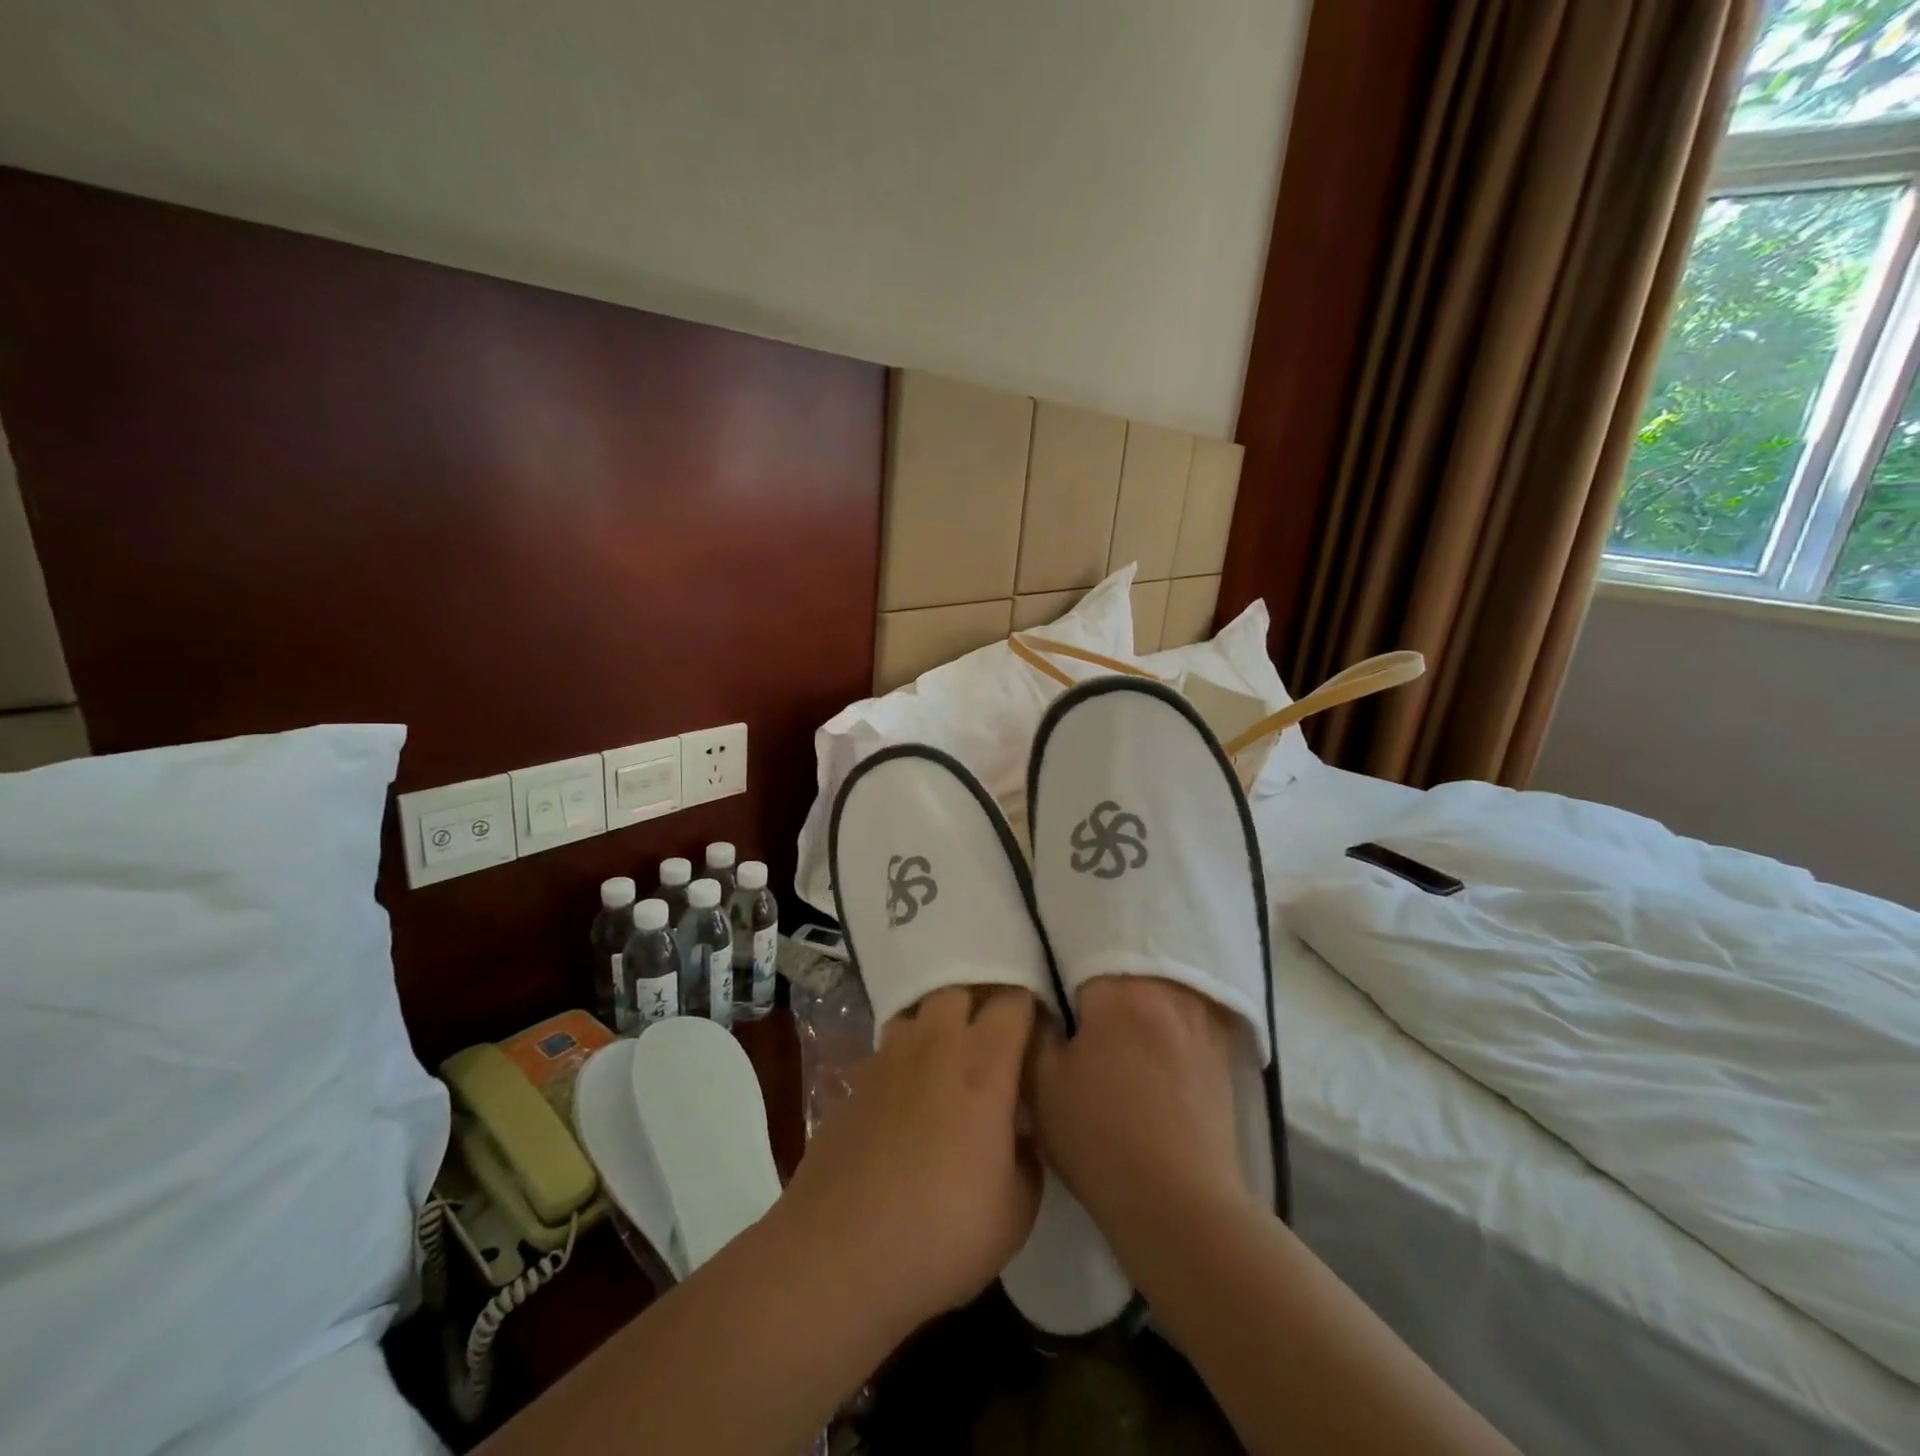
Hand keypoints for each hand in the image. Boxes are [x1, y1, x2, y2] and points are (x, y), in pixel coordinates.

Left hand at [776, 985, 1041, 1332]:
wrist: (839, 1256)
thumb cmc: (942, 1234)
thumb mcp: (1017, 1211)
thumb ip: (1029, 1155)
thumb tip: (1021, 1129)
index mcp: (983, 1065)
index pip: (1014, 1002)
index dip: (1031, 1010)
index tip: (1039, 1034)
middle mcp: (935, 1045)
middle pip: (960, 990)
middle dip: (981, 1004)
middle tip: (995, 1042)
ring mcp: (888, 1058)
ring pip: (919, 1012)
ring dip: (938, 1025)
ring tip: (948, 1062)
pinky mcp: (854, 1080)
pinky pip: (888, 1049)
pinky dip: (904, 1060)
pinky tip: (906, 1098)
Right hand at [1030, 976, 1253, 1260]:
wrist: (1180, 1207)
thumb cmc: (1101, 1139)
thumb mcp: (1043, 1087)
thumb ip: (1036, 1031)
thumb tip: (1040, 1004)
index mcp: (1122, 992)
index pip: (1086, 955)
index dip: (1065, 973)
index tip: (1056, 995)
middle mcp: (1170, 992)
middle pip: (1129, 967)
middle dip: (1104, 982)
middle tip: (1083, 1008)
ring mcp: (1203, 1021)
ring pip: (1162, 988)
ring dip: (1140, 997)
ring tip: (1120, 1024)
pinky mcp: (1222, 1052)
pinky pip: (1189, 1014)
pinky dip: (1168, 1019)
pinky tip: (1155, 1044)